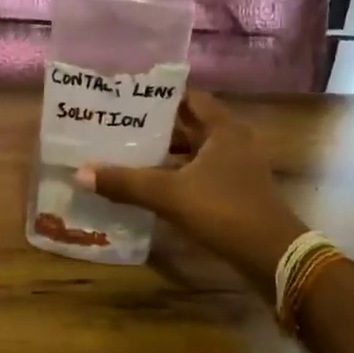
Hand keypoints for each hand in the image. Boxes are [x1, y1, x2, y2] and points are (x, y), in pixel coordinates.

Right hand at [75, 91, 304, 299]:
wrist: (273, 256)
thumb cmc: (224, 211)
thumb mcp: (170, 194)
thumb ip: (126, 182)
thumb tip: (81, 173)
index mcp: (223, 128)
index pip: (188, 97)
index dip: (159, 95)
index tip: (127, 96)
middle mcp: (232, 141)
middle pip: (188, 125)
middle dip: (154, 126)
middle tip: (117, 125)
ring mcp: (236, 169)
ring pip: (192, 153)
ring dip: (164, 154)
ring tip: (124, 153)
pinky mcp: (235, 192)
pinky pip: (198, 175)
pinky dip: (175, 176)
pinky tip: (148, 185)